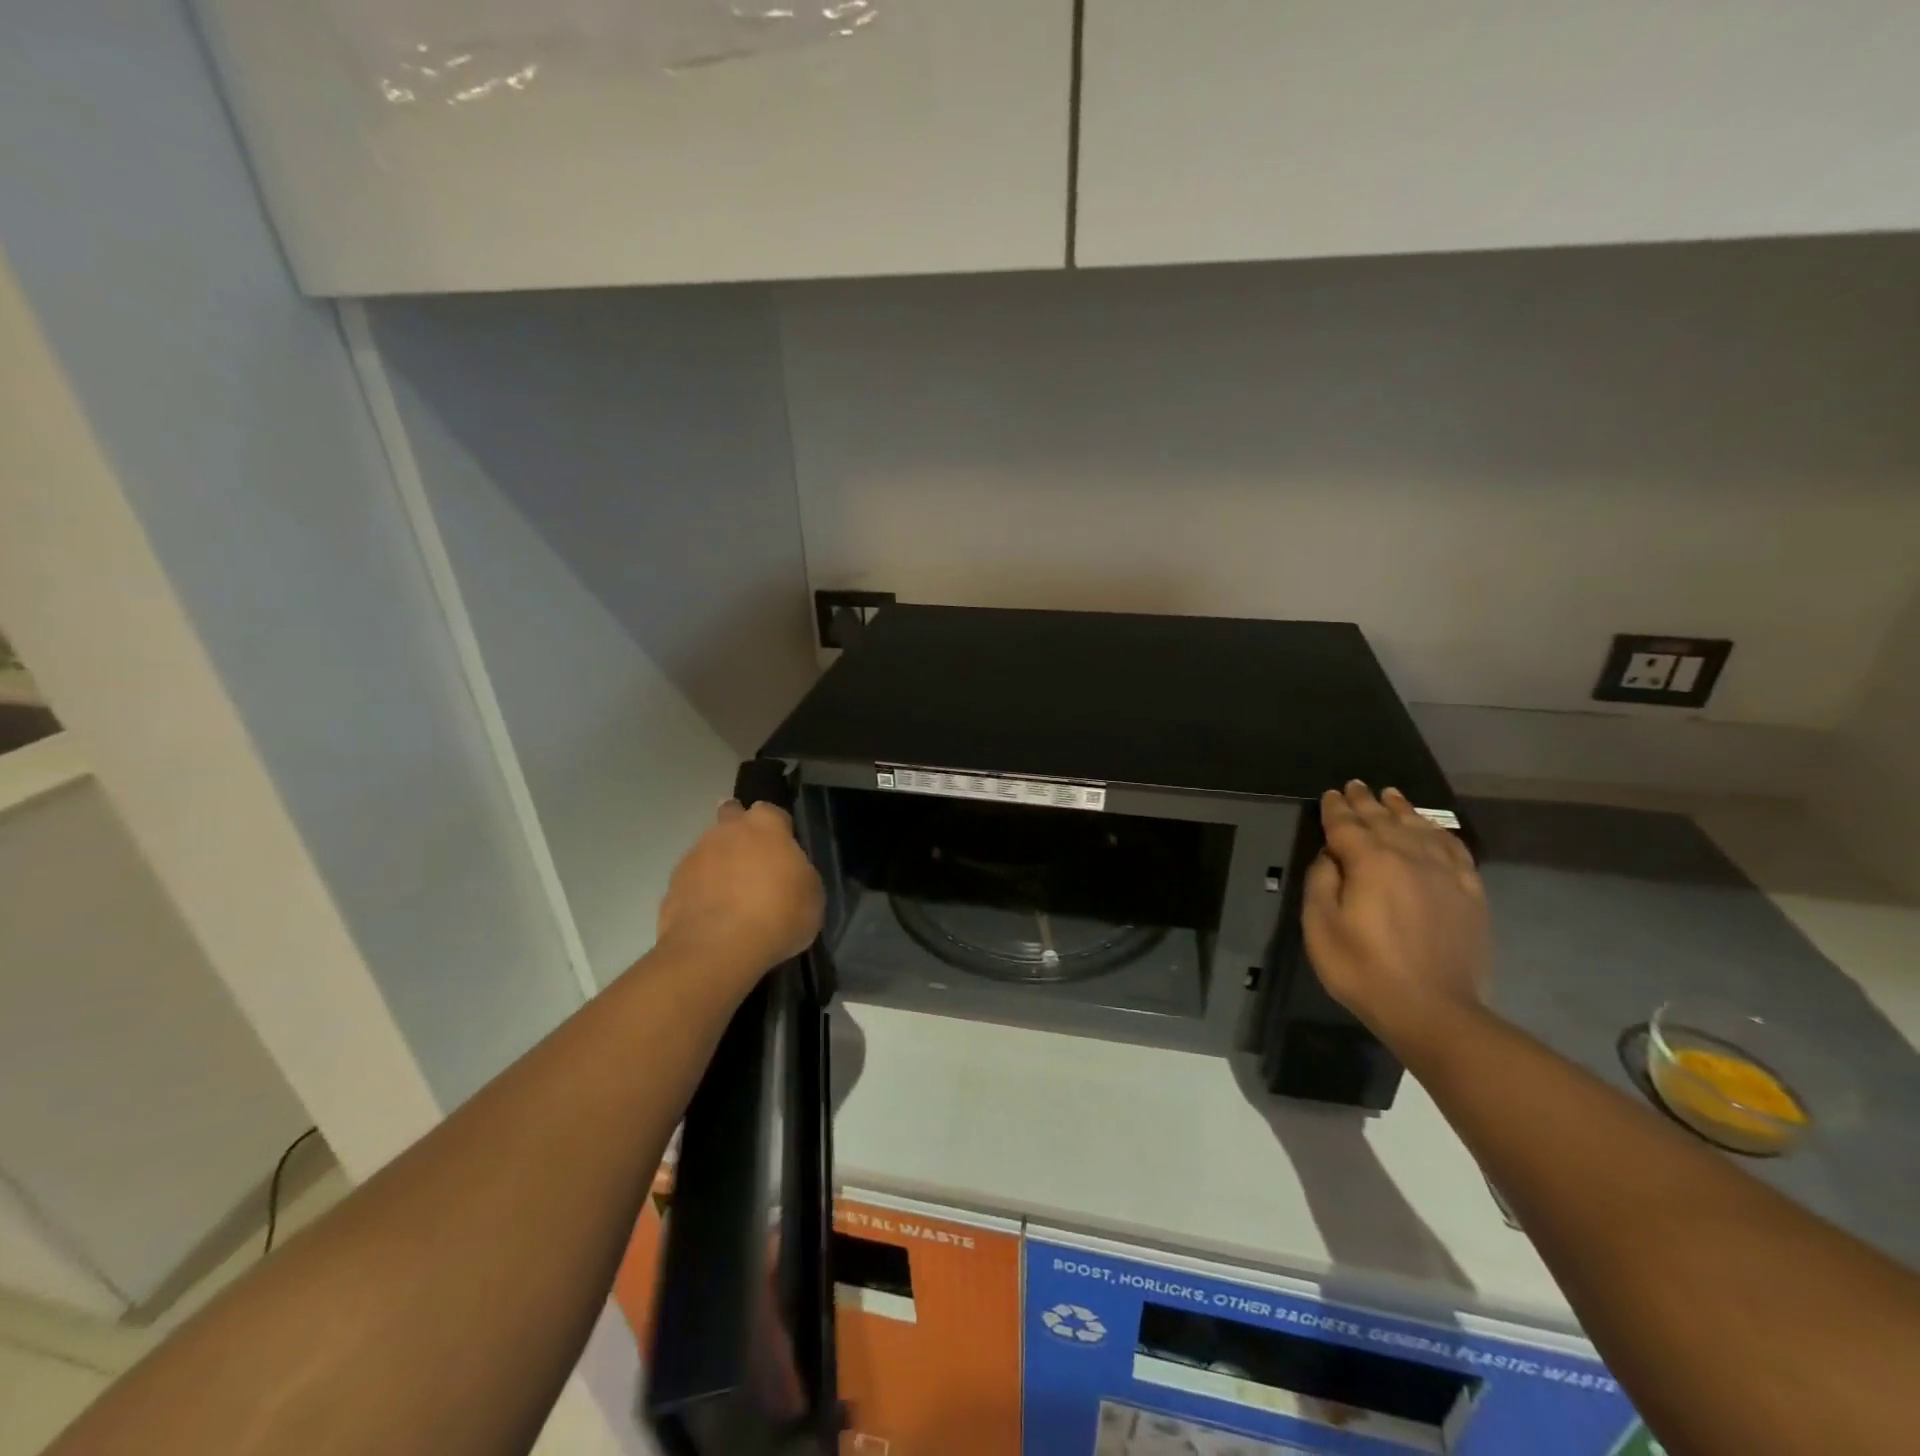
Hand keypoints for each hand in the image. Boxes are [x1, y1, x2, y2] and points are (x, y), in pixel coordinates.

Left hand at [657, 802, 824, 979]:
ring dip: (718, 866)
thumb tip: (787, 874)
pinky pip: (692, 883)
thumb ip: (798, 873)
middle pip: (731, 816)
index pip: (772, 812)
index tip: (783, 851)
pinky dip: (700, 894)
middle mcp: (726, 831)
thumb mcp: (811, 894)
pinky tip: (712, 920)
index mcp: (765, 825)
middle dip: (738, 832)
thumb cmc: (779, 914)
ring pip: (708, 851)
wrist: (718, 949)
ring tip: (731, 901)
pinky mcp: (671, 886)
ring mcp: (694, 856)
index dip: (778, 829)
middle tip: (752, 864)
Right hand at [1302, 781, 1489, 1048]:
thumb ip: (1321, 881)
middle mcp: (1409, 856)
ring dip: (1402, 810)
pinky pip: (1455, 850)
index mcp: (1369, 862)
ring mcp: (1445, 873)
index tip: (1330, 794)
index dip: (1336, 808)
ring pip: (1420, 828)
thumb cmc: (1363, 969)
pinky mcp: (1470, 893)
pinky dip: (1441, 833)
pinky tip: (1434, 830)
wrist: (1433, 1010)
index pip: (1347, 825)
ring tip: (1391, 796)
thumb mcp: (1320, 926)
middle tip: (1356, 786)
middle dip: (1366, 801)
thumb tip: (1331, 855)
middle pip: (1384, 820)